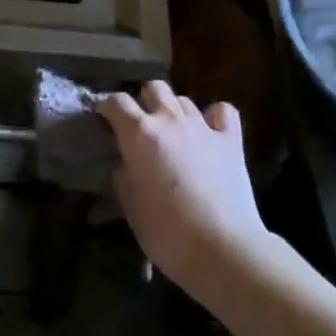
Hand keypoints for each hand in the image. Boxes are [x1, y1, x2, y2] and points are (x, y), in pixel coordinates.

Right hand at [98, 82, 268, 289]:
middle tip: (140, 126)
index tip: (104, 120)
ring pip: (184, 100)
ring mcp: (204, 127)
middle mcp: (170, 120)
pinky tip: (209, 131)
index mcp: (139, 134)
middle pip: (154, 88)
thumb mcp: (129, 205)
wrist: (221, 247)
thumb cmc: (165, 232)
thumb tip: (126, 163)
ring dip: (174, 112)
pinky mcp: (231, 140)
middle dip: (143, 101)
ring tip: (173, 134)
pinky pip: (222, 111)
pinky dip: (213, 116)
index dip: (107, 107)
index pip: (116, 101)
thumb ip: (123, 175)